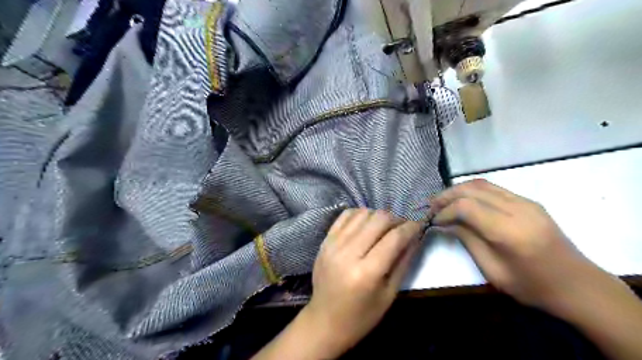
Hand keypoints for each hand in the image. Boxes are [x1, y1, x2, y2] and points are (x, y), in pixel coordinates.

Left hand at [304, 208, 424, 356]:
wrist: (324, 321)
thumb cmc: (361, 316)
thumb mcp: (389, 295)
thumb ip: (403, 262)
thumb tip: (416, 236)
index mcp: (366, 273)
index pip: (394, 238)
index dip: (411, 227)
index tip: (420, 223)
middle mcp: (348, 253)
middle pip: (378, 219)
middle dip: (396, 218)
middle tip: (403, 226)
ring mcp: (333, 244)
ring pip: (363, 213)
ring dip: (379, 216)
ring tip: (385, 227)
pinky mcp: (325, 240)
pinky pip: (345, 215)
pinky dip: (360, 214)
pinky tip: (367, 224)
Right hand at [428, 180, 598, 314]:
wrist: (578, 285)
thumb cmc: (533, 286)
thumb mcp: (493, 271)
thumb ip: (467, 240)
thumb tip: (444, 223)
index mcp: (510, 232)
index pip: (466, 207)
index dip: (444, 211)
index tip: (432, 221)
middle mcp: (518, 209)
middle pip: (472, 189)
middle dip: (446, 196)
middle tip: (431, 206)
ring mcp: (526, 202)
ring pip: (481, 184)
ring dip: (457, 190)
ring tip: (442, 201)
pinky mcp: (528, 201)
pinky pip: (493, 188)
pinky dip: (472, 191)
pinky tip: (463, 201)